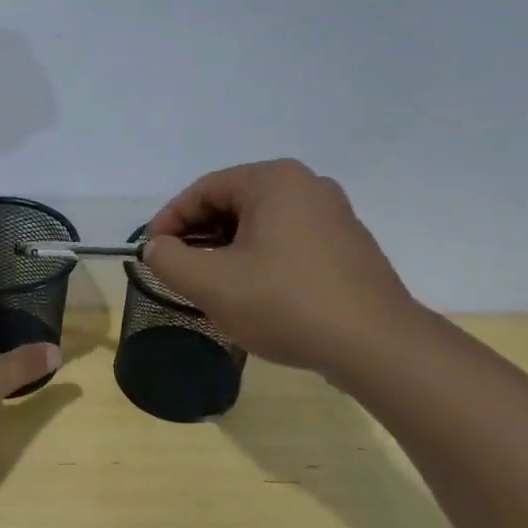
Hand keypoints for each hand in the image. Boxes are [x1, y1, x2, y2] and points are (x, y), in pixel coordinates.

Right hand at [143, 160, 420, 375]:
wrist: (376, 346)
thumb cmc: (285, 303)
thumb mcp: (211, 283)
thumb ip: (169, 260)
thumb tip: (157, 248)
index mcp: (274, 180)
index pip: (203, 190)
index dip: (169, 221)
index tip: (151, 253)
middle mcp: (307, 185)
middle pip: (232, 204)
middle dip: (199, 237)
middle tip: (178, 270)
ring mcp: (334, 215)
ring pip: (260, 225)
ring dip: (227, 251)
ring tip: (211, 286)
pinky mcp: (347, 246)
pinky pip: (288, 242)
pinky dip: (260, 260)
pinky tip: (253, 294)